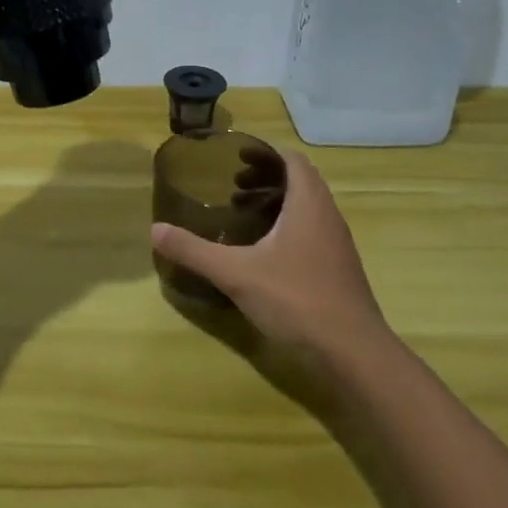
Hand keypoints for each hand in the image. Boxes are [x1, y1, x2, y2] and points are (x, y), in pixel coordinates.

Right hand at [151, 151, 386, 359]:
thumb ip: (194, 250)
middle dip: (265, 179)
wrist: (353, 353)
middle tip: (231, 188)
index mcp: (308, 204)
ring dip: (276, 205)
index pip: (292, 160)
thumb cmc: (296, 299)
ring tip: (242, 217)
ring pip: (306, 209)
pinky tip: (262, 255)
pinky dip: (286, 230)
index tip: (235, 159)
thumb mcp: (236, 273)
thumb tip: (155, 230)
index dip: (265, 154)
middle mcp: (327, 217)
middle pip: (299, 182)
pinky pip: (310, 233)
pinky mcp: (337, 270)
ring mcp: (336, 245)